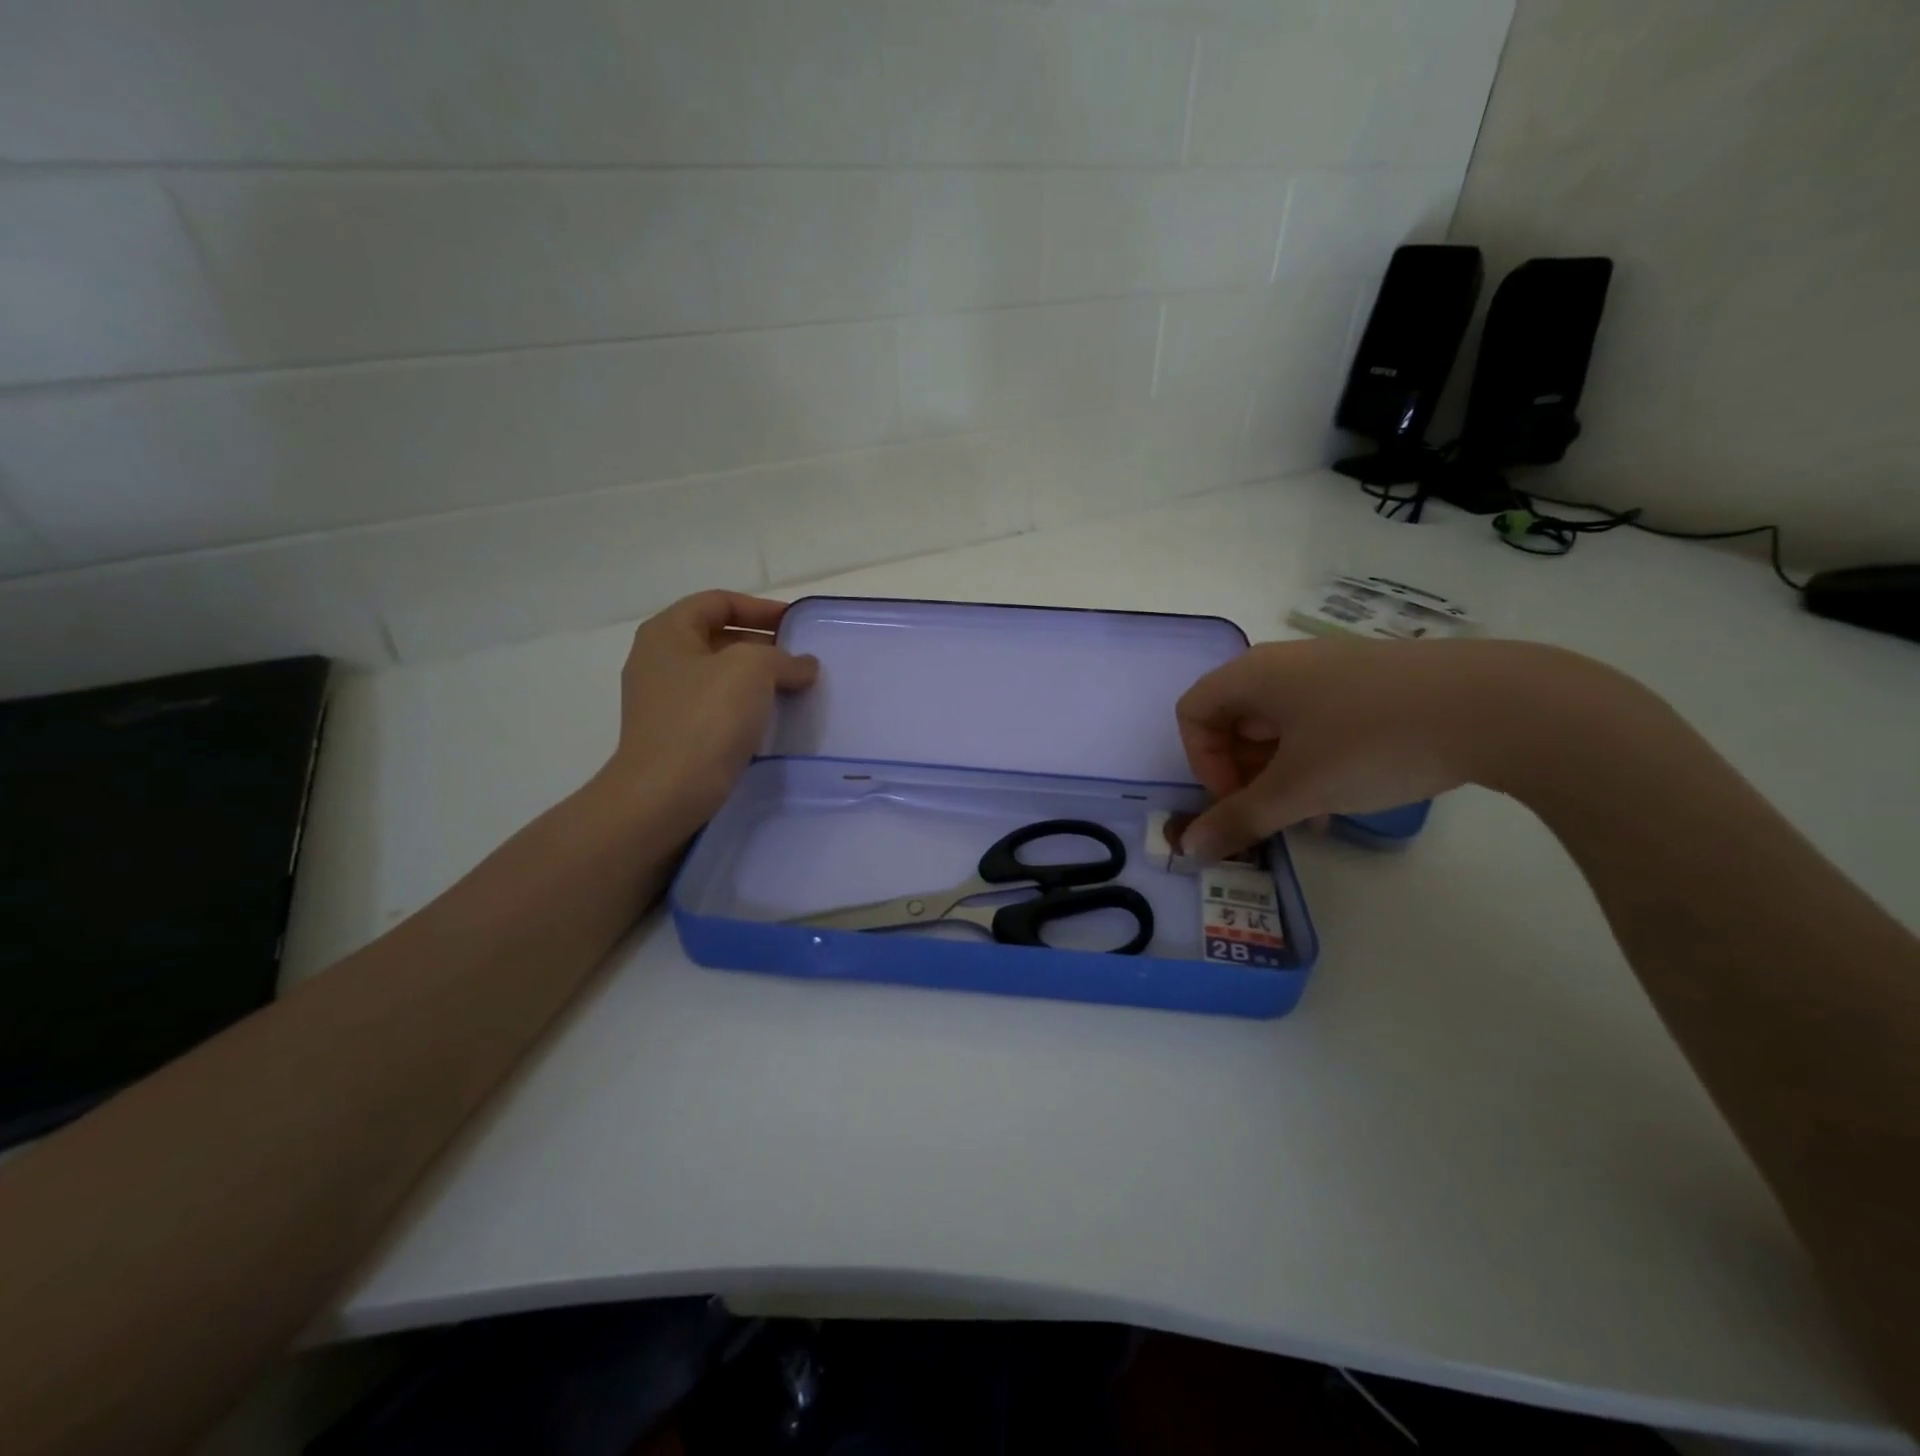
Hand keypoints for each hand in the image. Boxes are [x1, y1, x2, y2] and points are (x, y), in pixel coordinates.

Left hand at [600, 591, 817, 823]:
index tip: (797, 625)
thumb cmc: (705, 718)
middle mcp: (659, 660)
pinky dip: (746, 708)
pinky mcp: (675, 734)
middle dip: (764, 645)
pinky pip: (717, 709)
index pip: (718, 602)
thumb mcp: (752, 669)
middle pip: (719, 637)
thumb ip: (783, 657)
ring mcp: (663, 700)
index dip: (761, 608)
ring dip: (759, 679)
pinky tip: (773, 721)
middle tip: (801, 660)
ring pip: (721, 676)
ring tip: (796, 690)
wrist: (666, 793)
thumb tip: (803, 666)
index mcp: (667, 632)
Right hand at [1174, 636, 1608, 861]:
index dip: (1202, 762)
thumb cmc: (1373, 742)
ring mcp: (1332, 669)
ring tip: (1316, 811)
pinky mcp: (1373, 682)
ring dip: (1280, 773)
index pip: (1193, 713)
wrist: (1498, 705)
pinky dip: (1316, 758)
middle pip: (1234, 719)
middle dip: (1243, 773)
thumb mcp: (1299, 789)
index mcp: (1254, 675)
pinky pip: (1319, 721)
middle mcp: (1285, 663)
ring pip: (1279, 725)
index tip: (1239, 799)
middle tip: (1275, 812)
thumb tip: (1188, 849)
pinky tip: (1350, 791)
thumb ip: (1238, 819)